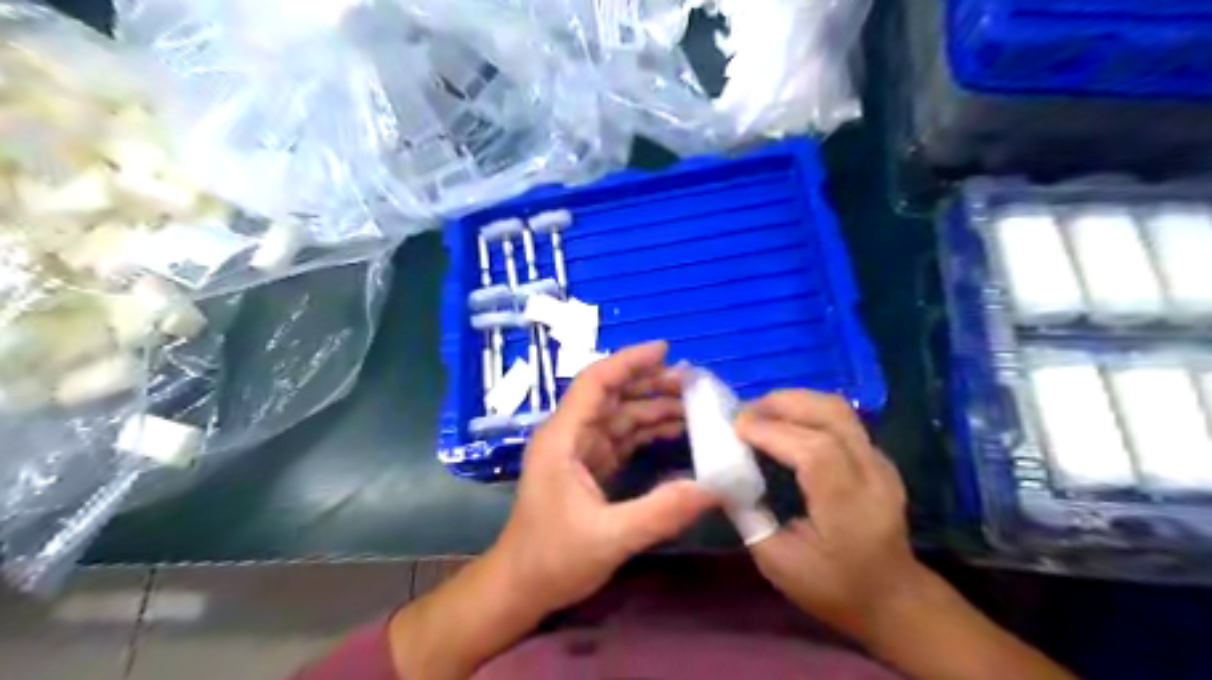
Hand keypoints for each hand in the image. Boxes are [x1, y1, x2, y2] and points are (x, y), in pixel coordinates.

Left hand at [486, 339, 718, 614]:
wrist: (521, 588)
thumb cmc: (552, 559)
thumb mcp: (609, 538)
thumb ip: (660, 512)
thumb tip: (712, 488)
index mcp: (563, 438)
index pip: (595, 383)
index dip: (628, 362)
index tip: (665, 351)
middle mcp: (570, 436)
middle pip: (612, 395)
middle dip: (650, 383)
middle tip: (694, 382)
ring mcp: (579, 452)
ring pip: (620, 416)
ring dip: (653, 407)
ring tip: (694, 404)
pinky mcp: (589, 468)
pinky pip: (622, 439)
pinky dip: (648, 432)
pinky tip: (675, 432)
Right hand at [732, 389, 923, 641]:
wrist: (894, 599)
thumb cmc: (833, 587)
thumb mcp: (778, 563)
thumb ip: (748, 515)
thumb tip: (722, 475)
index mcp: (849, 507)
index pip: (816, 450)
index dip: (772, 431)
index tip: (736, 428)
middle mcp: (872, 475)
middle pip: (831, 415)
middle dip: (782, 403)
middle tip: (743, 412)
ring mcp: (880, 462)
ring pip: (838, 409)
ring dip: (794, 401)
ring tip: (760, 412)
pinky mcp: (878, 457)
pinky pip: (841, 419)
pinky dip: (807, 410)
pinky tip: (783, 423)